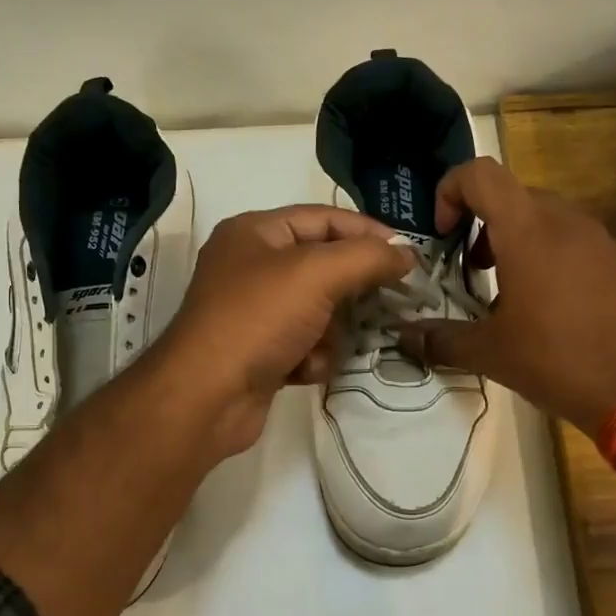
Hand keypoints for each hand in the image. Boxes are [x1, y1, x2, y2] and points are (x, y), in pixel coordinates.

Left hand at [155, 205, 416, 457]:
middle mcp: (252, 266)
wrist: (207, 398)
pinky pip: (307, 343)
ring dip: (330, 332)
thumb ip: (368, 257)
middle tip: (387, 303)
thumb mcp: (317, 274)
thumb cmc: (258, 320)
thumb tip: (407, 253)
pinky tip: (302, 370)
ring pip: (321, 310)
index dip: (369, 233)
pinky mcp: (261, 351)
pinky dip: (312, 357)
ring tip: (322, 345)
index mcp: (255, 232)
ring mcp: (255, 312)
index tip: (409, 257)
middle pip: (325, 267)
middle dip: (351, 290)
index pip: (325, 218)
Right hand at [398, 157, 615, 432]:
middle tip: (470, 270)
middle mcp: (565, 221)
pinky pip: (573, 241)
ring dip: (514, 241)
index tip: (443, 235)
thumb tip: (405, 338)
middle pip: (511, 195)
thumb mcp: (490, 353)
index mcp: (527, 230)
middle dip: (480, 224)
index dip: (450, 191)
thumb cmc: (559, 360)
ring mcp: (600, 239)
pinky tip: (547, 309)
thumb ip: (441, 339)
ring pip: (544, 218)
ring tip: (505, 292)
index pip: (480, 173)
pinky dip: (547, 257)